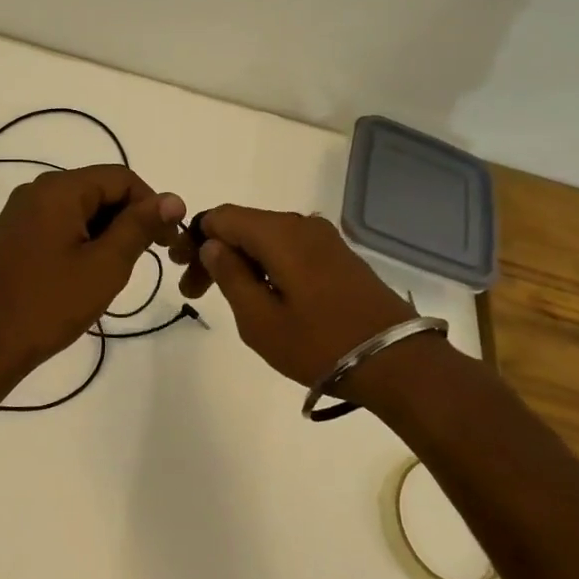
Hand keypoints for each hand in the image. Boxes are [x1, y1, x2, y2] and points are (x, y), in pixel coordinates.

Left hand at [0, 164, 186, 381]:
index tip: (168, 241)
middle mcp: (37, 190)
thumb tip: (173, 198)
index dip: (151, 204)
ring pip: (80, 208)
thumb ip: (140, 226)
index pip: (121, 177)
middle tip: (145, 259)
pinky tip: (86, 272)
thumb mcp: (106, 265)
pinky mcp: (14, 234)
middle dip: (128, 218)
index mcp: (59, 189)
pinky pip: (60, 223)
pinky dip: (83, 239)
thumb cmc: (50, 304)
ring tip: (114, 271)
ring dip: (106, 231)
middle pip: (99, 188)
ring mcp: (21, 212)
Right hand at [171, 206, 424, 404]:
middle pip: (245, 225)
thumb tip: (212, 245)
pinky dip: (268, 265)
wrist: (398, 362)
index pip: (222, 217)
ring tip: (229, 299)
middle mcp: (302, 225)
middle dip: (216, 253)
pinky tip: (265, 295)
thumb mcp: (260, 320)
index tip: (181, 272)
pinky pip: (291, 249)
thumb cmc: (320, 344)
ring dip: (242, 261)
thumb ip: (230, 276)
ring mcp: (325, 239)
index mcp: (279, 233)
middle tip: (195, 293)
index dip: (195, 238)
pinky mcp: (340, 257)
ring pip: (268, 238)